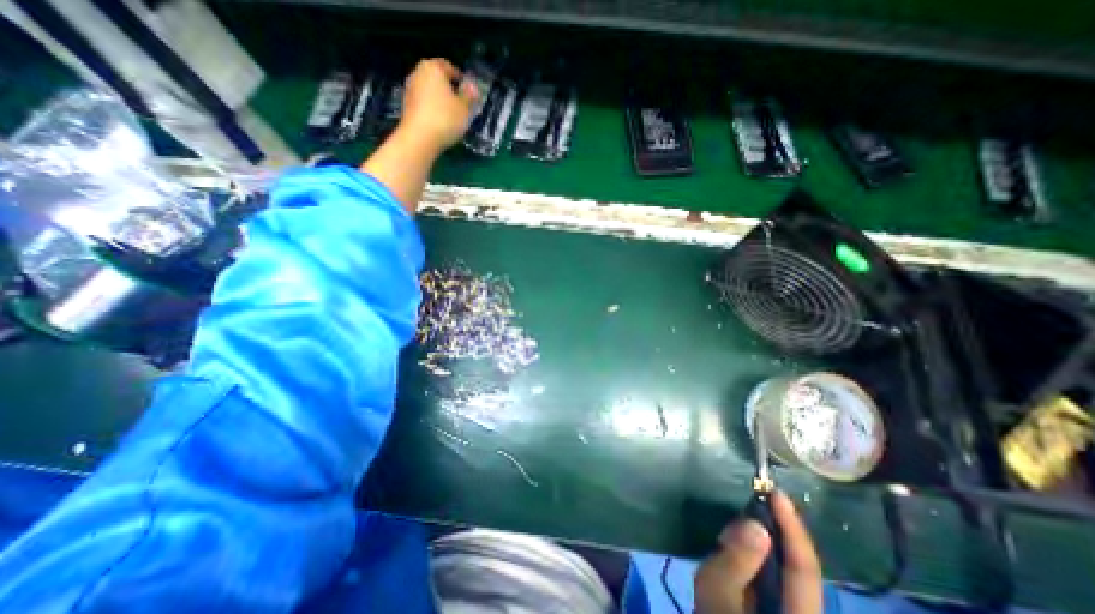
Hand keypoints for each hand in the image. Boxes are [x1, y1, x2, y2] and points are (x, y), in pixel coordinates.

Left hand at [398, 57, 473, 151]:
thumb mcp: (464, 108)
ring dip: (440, 100)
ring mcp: (410, 89)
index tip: (469, 93)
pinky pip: (424, 103)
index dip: (461, 79)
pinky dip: (432, 109)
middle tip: (461, 104)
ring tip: (452, 115)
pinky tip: (440, 122)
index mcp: (433, 67)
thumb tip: (472, 87)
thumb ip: (469, 96)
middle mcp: (418, 73)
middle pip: (437, 78)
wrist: (419, 139)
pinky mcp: (406, 106)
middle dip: (449, 89)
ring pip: (430, 91)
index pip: (449, 67)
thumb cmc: (445, 119)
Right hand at [691, 491, 819, 613]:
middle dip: (778, 530)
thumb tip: (755, 524)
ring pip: (790, 570)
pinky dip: (763, 554)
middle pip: (800, 567)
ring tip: (743, 521)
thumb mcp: (717, 591)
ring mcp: (795, 609)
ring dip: (770, 540)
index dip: (792, 526)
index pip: (804, 567)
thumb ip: (736, 560)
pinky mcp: (780, 605)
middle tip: (753, 502)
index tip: (775, 492)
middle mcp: (807, 612)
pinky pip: (780, 575)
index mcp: (798, 613)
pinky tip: (743, 547)